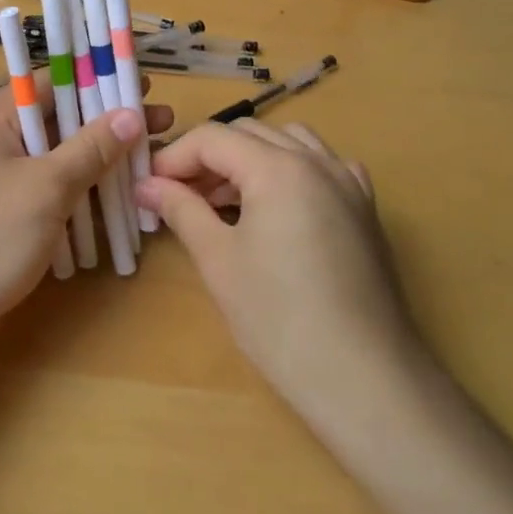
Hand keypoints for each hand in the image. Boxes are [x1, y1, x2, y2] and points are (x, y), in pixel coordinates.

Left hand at [0, 86, 173, 343]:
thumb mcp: (46, 187)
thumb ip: (90, 148)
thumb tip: (132, 114)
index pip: (50, 83)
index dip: (98, 80)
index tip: (142, 86)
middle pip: (56, 123)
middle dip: (107, 126)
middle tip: (160, 126)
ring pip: (53, 161)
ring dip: (96, 163)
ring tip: (147, 164)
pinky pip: (43, 193)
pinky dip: (75, 194)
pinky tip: (112, 203)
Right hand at [135, 120, 427, 419]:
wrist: (366, 380)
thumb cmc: (280, 320)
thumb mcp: (218, 260)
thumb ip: (181, 209)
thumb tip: (146, 185)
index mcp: (278, 167)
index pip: (212, 138)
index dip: (173, 157)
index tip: (149, 187)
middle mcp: (317, 161)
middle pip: (248, 133)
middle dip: (208, 156)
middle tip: (178, 195)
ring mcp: (348, 183)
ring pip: (287, 142)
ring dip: (248, 158)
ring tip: (223, 200)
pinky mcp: (365, 210)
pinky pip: (322, 166)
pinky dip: (290, 170)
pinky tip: (278, 206)